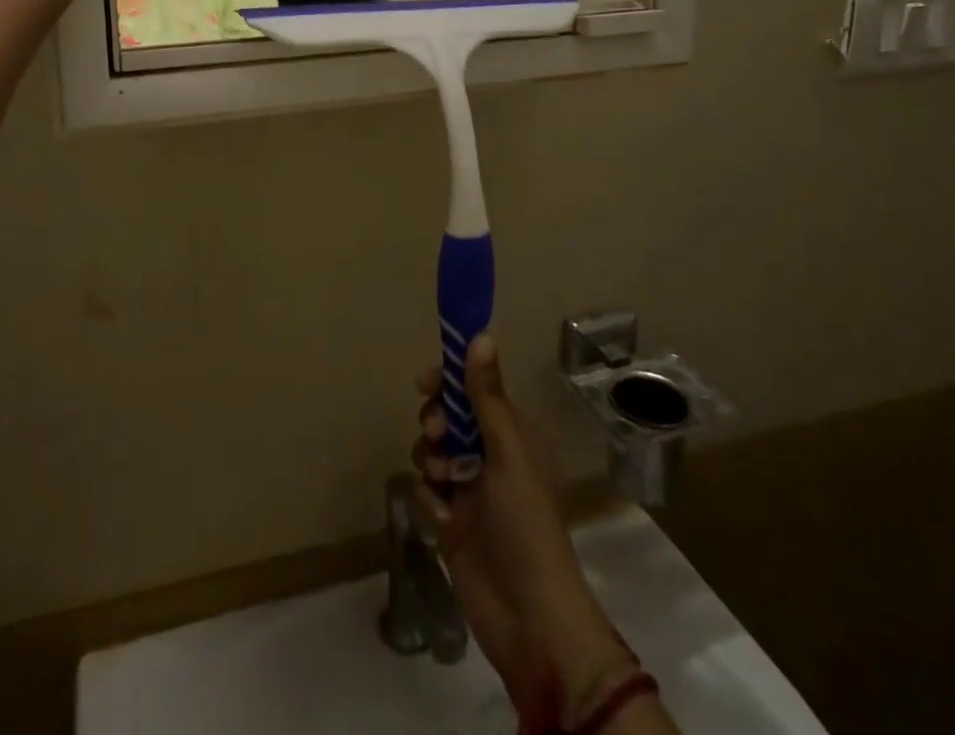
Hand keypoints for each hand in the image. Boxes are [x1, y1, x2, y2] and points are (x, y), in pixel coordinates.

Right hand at [414, 337, 642, 728]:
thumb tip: (480, 334)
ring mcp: (470, 493)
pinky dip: (430, 501)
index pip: (474, 391)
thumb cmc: (525, 524)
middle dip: (436, 424)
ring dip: (431, 462)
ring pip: (433, 454)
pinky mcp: (452, 525)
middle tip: (438, 437)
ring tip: (444, 485)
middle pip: (448, 420)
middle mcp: (490, 458)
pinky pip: (426, 493)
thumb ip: (487, 396)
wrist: (529, 620)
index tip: (425, 385)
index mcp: (511, 437)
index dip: (449, 383)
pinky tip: (443, 520)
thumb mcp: (508, 452)